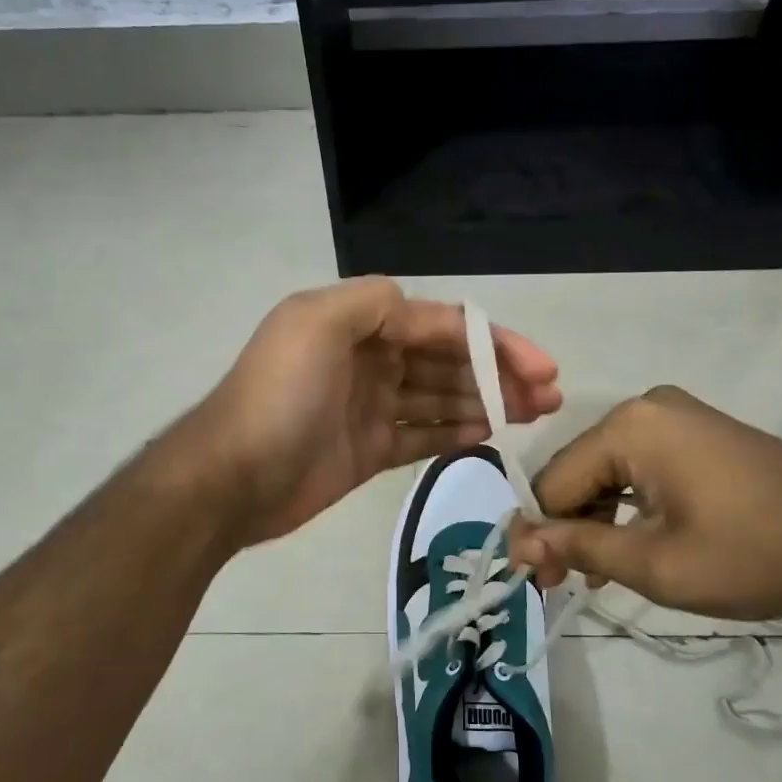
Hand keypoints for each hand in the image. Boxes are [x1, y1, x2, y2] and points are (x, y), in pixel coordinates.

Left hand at [192, 278, 561, 544]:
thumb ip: (373, 302)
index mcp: (357, 323)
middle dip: (499, 373)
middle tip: (549, 397)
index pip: (440, 324)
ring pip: (441, 397)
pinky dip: (456, 432)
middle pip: (447, 360)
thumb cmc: (280, 396)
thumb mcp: (316, 324)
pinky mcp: (369, 450)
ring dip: (488, 401)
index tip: (541, 367)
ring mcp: (369, 407)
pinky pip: (422, 436)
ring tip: (536, 414)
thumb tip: (418, 309)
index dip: (493, 341)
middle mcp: (367, 359)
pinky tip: (492, 433)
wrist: (232, 479)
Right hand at [508, 386, 781, 620]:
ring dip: (597, 520)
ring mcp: (677, 417)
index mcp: (629, 427)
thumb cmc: (751, 555)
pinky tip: (629, 545)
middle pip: (580, 472)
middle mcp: (645, 409)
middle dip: (567, 526)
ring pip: (609, 472)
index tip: (533, 579)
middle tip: (562, 583)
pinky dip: (629, 506)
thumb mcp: (655, 563)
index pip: (554, 480)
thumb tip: (518, 543)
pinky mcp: (699, 433)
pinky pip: (641, 467)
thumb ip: (578, 546)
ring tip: (595, 574)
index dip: (538, 531)